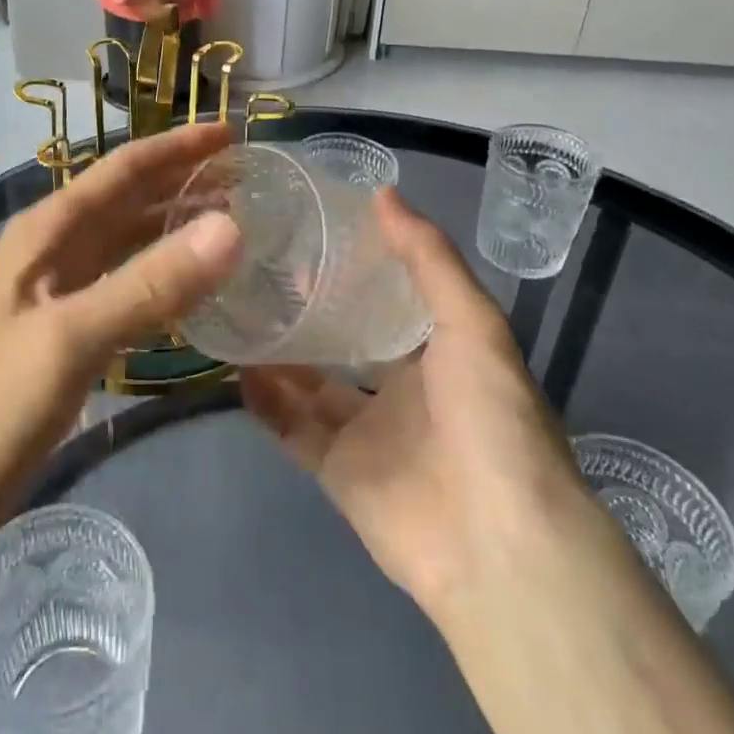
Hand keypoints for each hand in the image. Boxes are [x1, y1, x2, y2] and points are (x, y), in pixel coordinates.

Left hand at [0, 122, 241, 526]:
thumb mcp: (73, 336)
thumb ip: (151, 283)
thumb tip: (232, 227)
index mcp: (50, 230)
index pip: (124, 169)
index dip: (178, 148)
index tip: (232, 133)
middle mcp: (55, 248)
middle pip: (129, 200)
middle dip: (184, 183)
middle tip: (249, 181)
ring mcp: (59, 291)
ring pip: (129, 242)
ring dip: (176, 228)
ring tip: (233, 225)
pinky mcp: (66, 332)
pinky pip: (126, 286)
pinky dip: (163, 277)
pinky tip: (194, 290)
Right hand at [241, 189, 593, 623]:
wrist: (498, 541)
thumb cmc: (492, 416)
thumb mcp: (472, 321)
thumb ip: (427, 256)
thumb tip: (381, 191)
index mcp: (440, 352)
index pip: (390, 299)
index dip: (355, 269)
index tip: (310, 234)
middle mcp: (403, 390)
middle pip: (344, 341)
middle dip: (308, 310)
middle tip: (258, 270)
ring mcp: (368, 433)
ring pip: (310, 384)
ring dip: (277, 354)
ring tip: (236, 311)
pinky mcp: (338, 473)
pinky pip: (291, 430)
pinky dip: (265, 403)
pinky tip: (235, 368)